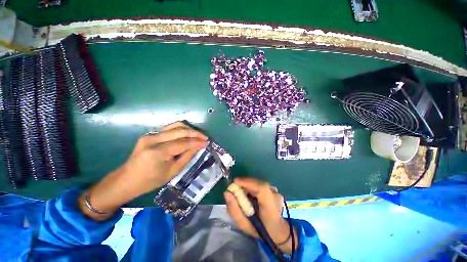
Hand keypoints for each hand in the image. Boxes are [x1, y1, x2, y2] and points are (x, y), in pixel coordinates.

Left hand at [79, 121, 207, 220]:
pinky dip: (181, 129)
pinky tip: (187, 134)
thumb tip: (199, 146)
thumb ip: (187, 156)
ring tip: (198, 135)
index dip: (197, 142)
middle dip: (195, 133)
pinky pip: (169, 128)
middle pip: (180, 131)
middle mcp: (153, 139)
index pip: (183, 143)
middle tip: (205, 137)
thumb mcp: (173, 172)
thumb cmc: (150, 181)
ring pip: (175, 125)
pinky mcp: (150, 134)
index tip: (207, 142)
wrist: (127, 180)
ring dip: (189, 129)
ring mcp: (150, 135)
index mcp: (157, 152)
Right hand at [224, 177, 297, 253]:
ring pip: (258, 183)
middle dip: (245, 183)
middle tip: (235, 188)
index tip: (234, 182)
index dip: (247, 182)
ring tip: (241, 191)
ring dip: (248, 185)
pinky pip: (261, 185)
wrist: (277, 231)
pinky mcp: (275, 190)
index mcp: (270, 207)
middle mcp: (275, 196)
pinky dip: (253, 187)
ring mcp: (276, 192)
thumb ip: (234, 210)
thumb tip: (227, 193)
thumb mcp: (244, 225)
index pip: (261, 189)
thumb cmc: (259, 230)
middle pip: (258, 183)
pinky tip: (249, 193)